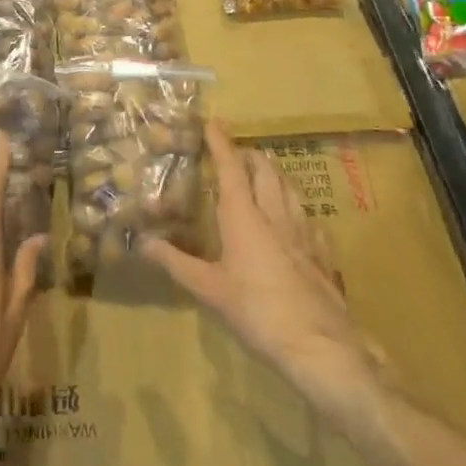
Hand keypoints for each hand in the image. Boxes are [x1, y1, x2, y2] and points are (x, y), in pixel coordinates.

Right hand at [140, 121, 375, 409]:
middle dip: (250, 155)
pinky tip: (297, 221)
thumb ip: (176, 262)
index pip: (231, 168)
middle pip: (265, 170)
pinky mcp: (323, 253)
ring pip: (290, 189)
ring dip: (275, 176)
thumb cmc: (256, 310)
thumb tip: (142, 242)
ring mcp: (304, 232)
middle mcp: (275, 215)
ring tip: (264, 176)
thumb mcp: (208, 289)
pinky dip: (297, 209)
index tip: (212, 121)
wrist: (319, 344)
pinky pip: (310, 219)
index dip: (221, 142)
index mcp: (244, 216)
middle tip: (236, 154)